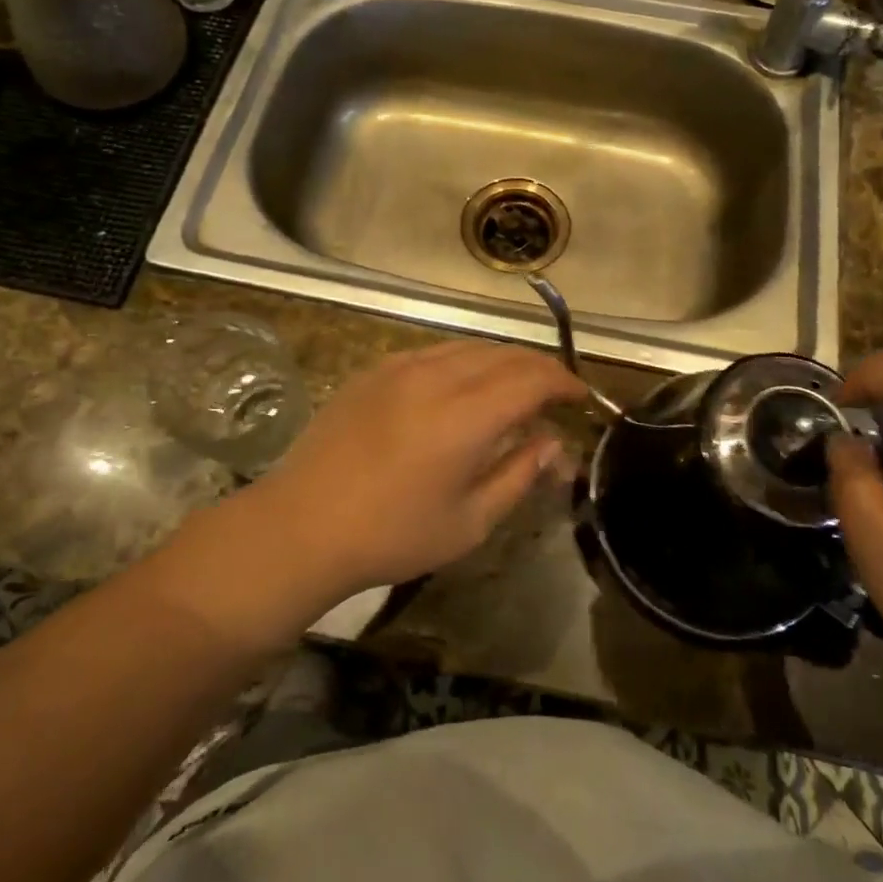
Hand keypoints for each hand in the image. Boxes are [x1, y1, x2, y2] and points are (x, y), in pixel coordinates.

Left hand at [248, 341, 585, 599]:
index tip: (580, 398)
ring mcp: (400, 366)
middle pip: (503, 354)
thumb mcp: (468, 522)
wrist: (301, 525)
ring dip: (502, 361)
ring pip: (468, 346)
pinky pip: (434, 351)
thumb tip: (553, 444)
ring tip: (514, 389)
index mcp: (464, 415)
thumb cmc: (391, 535)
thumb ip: (518, 475)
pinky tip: (462, 388)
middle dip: (538, 368)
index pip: (531, 377)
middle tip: (553, 396)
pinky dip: (464, 361)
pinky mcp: (374, 369)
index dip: (563, 382)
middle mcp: (436, 376)